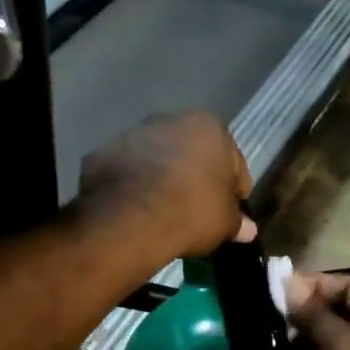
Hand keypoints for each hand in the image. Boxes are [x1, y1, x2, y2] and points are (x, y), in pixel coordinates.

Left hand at [77, 112, 252, 257]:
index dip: (233, 191)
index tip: (228, 213)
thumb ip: (237, 222)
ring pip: (156, 160)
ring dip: (161, 179)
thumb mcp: (224, 223)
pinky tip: (134, 211)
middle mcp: (170, 120)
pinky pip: (126, 173)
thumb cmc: (192, 211)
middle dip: (194, 178)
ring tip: (161, 213)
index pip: (233, 162)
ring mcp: (132, 134)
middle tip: (195, 212)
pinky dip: (132, 187)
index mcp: (209, 127)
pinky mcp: (103, 153)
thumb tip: (247, 230)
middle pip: (191, 154)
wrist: (130, 219)